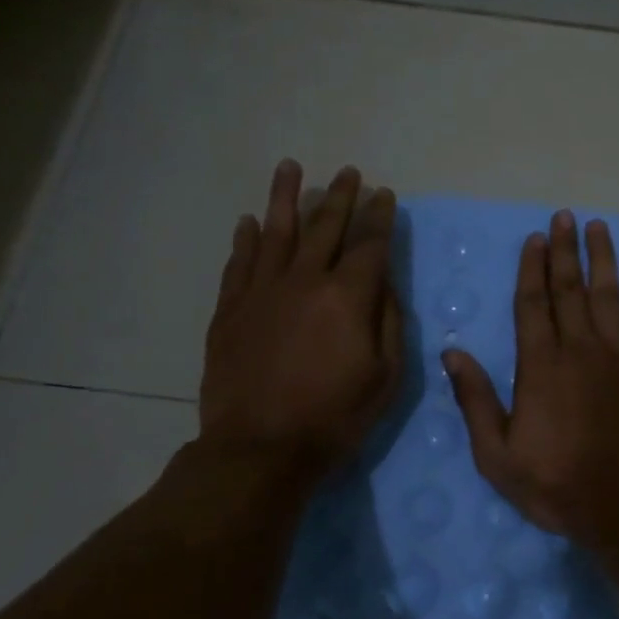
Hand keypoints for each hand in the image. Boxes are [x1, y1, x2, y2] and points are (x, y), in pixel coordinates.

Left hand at [197, 160, 402, 487]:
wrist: (259, 449)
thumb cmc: (335, 417)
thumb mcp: (386, 376)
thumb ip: (388, 322)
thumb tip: (383, 284)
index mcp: (347, 297)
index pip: (369, 244)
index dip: (379, 217)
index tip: (384, 194)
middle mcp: (304, 281)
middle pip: (325, 227)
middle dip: (340, 197)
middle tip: (349, 173)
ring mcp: (262, 292)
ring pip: (275, 232)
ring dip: (285, 198)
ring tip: (290, 168)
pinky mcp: (230, 310)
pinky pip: (239, 263)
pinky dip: (245, 240)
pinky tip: (248, 222)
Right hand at [443, 210, 618, 546]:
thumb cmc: (558, 485)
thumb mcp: (498, 456)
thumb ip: (476, 401)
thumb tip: (452, 353)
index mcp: (540, 366)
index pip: (532, 304)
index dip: (532, 268)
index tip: (534, 238)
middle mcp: (579, 349)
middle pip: (569, 289)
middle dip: (564, 250)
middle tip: (563, 217)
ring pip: (608, 294)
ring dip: (602, 258)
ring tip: (597, 226)